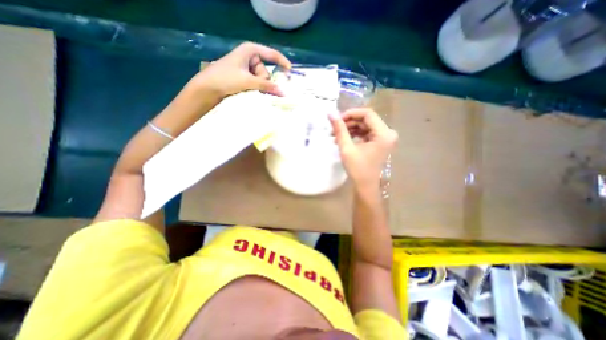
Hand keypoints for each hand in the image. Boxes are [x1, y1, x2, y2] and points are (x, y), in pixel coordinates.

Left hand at [190, 41, 291, 98]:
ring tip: (247, 89)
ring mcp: (247, 69)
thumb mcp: (248, 81)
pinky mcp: (245, 78)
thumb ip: (266, 86)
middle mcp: (250, 58)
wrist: (207, 88)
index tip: (290, 72)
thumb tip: (283, 92)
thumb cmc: (225, 78)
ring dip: (258, 86)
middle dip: (262, 81)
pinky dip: (256, 89)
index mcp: (250, 50)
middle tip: (252, 85)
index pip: (271, 54)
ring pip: (262, 80)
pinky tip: (250, 92)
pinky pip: (257, 84)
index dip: (282, 62)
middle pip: (266, 71)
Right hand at [327, 107, 398, 189]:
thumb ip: (339, 129)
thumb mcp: (346, 148)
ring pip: (365, 125)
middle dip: (348, 122)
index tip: (337, 119)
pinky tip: (343, 139)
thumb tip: (331, 114)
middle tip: (333, 128)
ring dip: (350, 128)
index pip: (367, 114)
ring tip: (335, 135)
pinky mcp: (379, 142)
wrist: (365, 186)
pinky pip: (366, 132)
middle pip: (366, 119)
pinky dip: (354, 134)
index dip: (351, 114)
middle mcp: (388, 133)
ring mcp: (384, 138)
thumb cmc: (357, 169)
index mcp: (384, 134)